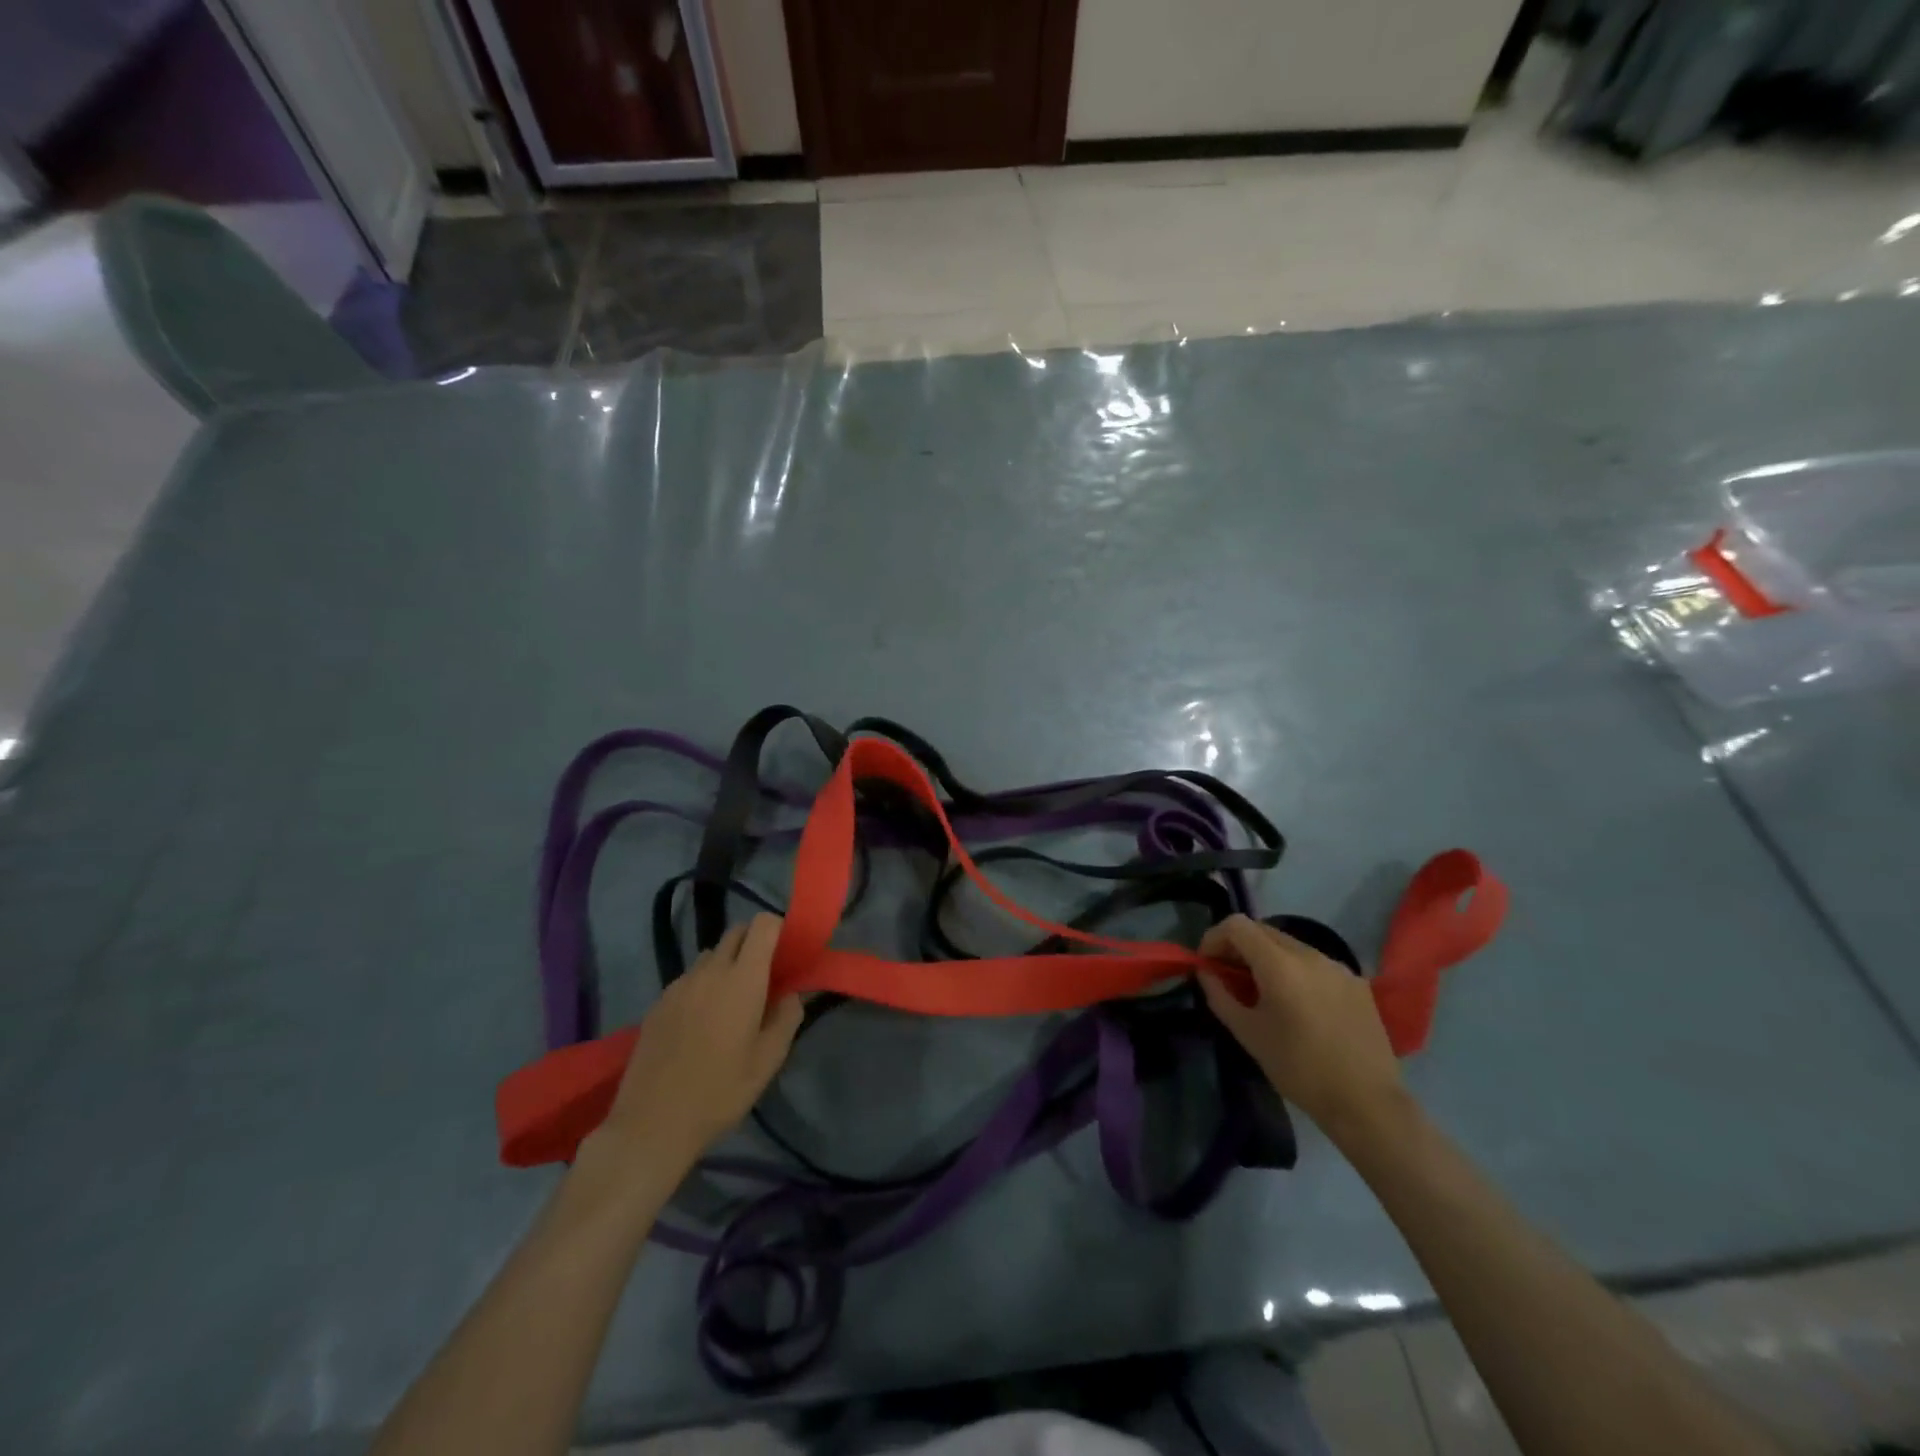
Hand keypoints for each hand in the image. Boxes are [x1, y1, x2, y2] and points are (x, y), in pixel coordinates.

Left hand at [592, 914, 802, 1176]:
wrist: (651, 1124)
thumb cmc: (719, 1093)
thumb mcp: (768, 1061)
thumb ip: (787, 1018)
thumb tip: (791, 994)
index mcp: (742, 979)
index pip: (763, 925)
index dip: (779, 930)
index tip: (788, 954)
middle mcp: (710, 971)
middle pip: (736, 932)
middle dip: (755, 943)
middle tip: (765, 978)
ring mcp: (679, 985)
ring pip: (711, 955)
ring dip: (727, 965)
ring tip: (732, 1003)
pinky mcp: (658, 1002)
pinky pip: (689, 978)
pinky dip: (703, 985)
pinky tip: (702, 1023)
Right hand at [1198, 915, 1405, 1135]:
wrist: (1367, 1103)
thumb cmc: (1299, 1069)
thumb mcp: (1249, 1034)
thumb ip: (1220, 996)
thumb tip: (1206, 973)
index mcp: (1280, 965)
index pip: (1237, 925)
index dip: (1214, 938)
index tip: (1207, 965)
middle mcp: (1310, 954)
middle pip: (1263, 930)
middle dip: (1239, 947)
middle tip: (1229, 977)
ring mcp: (1337, 966)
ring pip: (1290, 945)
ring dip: (1267, 958)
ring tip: (1263, 992)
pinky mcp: (1356, 982)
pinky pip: (1315, 963)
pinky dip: (1295, 971)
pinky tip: (1299, 1004)